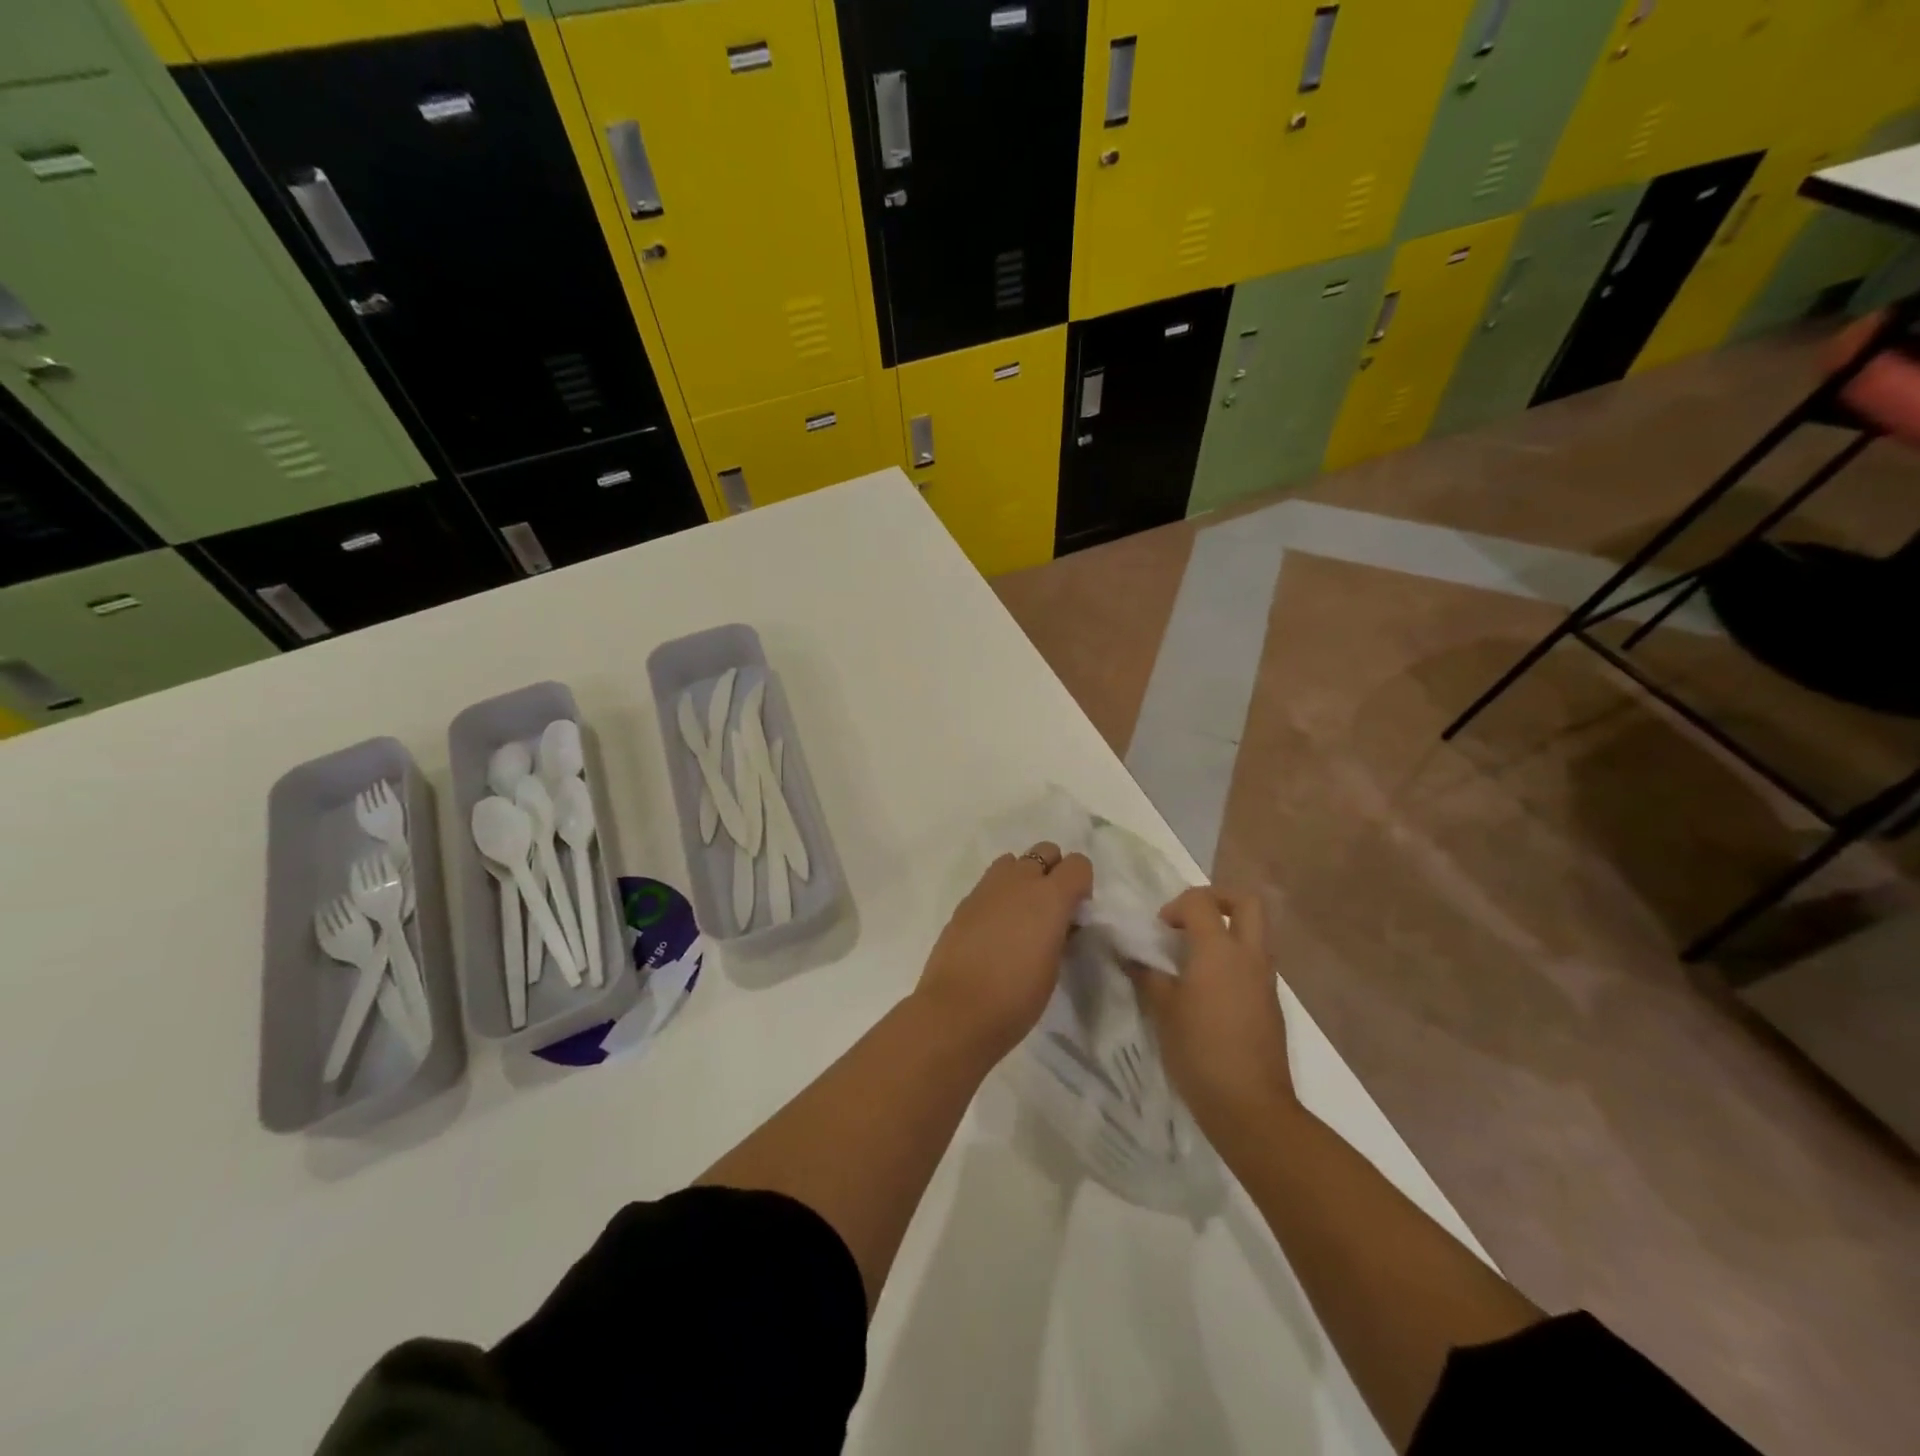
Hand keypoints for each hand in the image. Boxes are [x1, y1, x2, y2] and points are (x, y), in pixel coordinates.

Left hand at [916, 842, 1092, 1060]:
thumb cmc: (1017, 997)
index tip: (1076, 912)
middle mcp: (1019, 881)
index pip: (1078, 864)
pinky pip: (990, 883)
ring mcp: (987, 888)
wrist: (958, 1011)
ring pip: (1014, 861)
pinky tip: (995, 928)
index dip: (1082, 884)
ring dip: (1024, 877)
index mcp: (1050, 897)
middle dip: (1054, 871)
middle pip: (1046, 850)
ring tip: (1021, 914)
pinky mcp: (965, 901)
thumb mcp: (1053, 966)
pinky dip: (999, 895)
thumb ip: (1059, 932)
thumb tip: (1057, 922)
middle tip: (1050, 908)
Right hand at [1130, 887, 1293, 1127]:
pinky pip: (1255, 962)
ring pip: (1255, 932)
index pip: (1200, 902)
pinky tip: (1208, 989)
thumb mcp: (1163, 1010)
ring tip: (1194, 956)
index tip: (1159, 930)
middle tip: (1190, 918)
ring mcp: (1266, 979)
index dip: (1175, 906)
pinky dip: (1233, 959)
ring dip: (1227, 929)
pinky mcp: (1272, 1003)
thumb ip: (1148, 975)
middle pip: (1246, 902)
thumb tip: (1132, 955)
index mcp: (1219, 950)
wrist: (1250, 1106)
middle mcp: (1249, 956)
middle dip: (1217, 899)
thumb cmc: (1200, 1051)